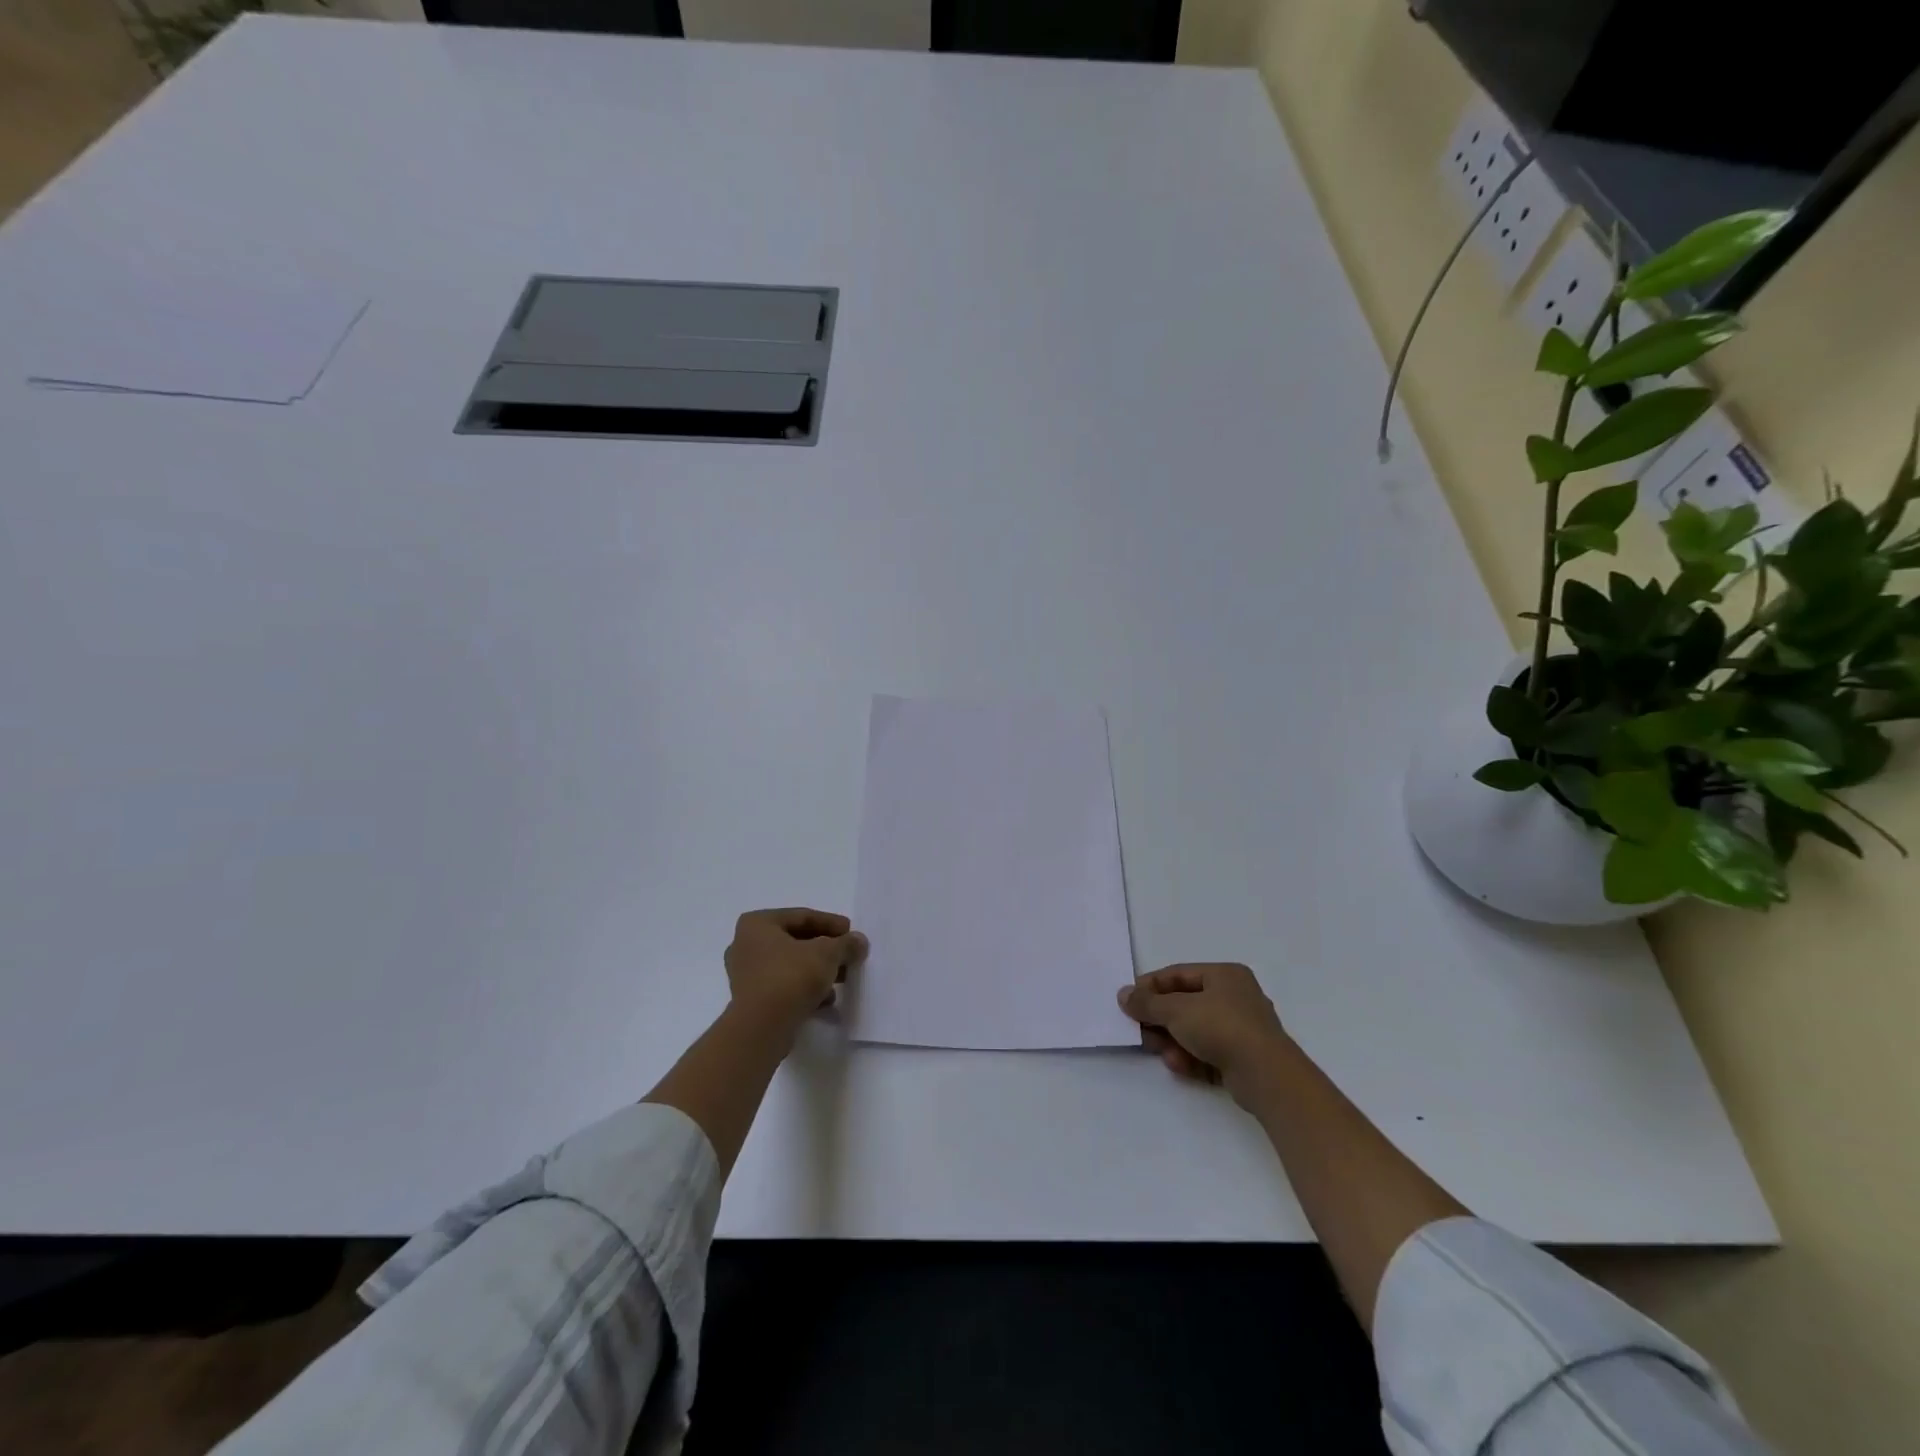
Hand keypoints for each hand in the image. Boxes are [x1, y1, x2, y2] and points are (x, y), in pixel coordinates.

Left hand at [724, 907, 867, 1034]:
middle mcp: (744, 945)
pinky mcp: (750, 1001)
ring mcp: (744, 975)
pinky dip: (804, 990)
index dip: (831, 924)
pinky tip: (826, 1001)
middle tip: (848, 956)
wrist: (761, 1028)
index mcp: (757, 924)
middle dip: (825, 950)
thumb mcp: (827, 954)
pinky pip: (782, 986)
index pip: (802, 916)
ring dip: (817, 971)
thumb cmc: (791, 977)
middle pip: (795, 941)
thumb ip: (845, 944)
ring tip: (842, 980)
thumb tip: (859, 941)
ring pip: (789, 965)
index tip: (852, 933)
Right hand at [1117, 963, 1288, 1102]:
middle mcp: (1235, 997)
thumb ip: (1147, 1003)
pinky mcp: (1242, 1059)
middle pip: (1185, 1004)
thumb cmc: (1221, 1027)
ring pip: (1194, 1030)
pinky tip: (1178, 1065)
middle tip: (1137, 1029)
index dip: (1150, 986)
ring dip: (1172, 1040)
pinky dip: (1190, 1057)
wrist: (1266, 1075)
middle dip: (1160, 1018)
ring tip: (1156, 1050)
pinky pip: (1207, 1052)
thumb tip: (1123, 995)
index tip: (1128, 1000)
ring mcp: (1241, 1030)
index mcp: (1225, 975)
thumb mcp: (1176, 1010)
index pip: (1178, 974)